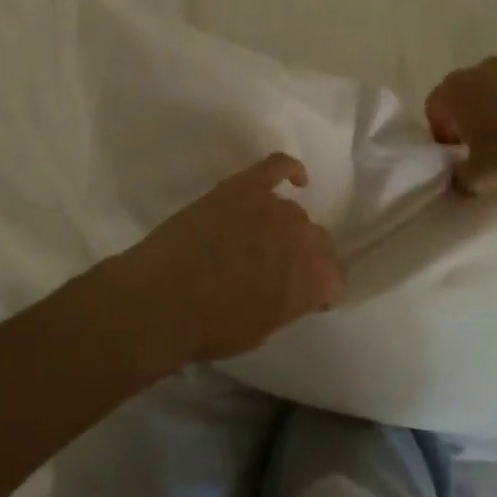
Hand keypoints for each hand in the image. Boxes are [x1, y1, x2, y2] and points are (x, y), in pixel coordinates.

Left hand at [111, 153, 342, 366]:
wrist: (161, 298)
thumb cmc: (209, 328)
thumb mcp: (263, 329)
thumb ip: (289, 301)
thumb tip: (292, 288)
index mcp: (312, 281)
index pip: (334, 277)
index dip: (320, 286)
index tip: (305, 294)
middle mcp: (301, 238)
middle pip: (317, 240)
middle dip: (305, 256)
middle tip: (281, 269)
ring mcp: (273, 206)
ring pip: (294, 212)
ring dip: (284, 228)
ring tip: (262, 242)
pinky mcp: (245, 185)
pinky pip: (278, 166)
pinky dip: (290, 169)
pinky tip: (295, 178)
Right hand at [425, 54, 496, 195]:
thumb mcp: (481, 177)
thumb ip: (461, 178)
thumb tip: (459, 179)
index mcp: (454, 91)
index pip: (434, 109)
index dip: (443, 133)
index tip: (459, 153)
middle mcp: (479, 69)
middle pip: (465, 92)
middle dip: (472, 115)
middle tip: (487, 145)